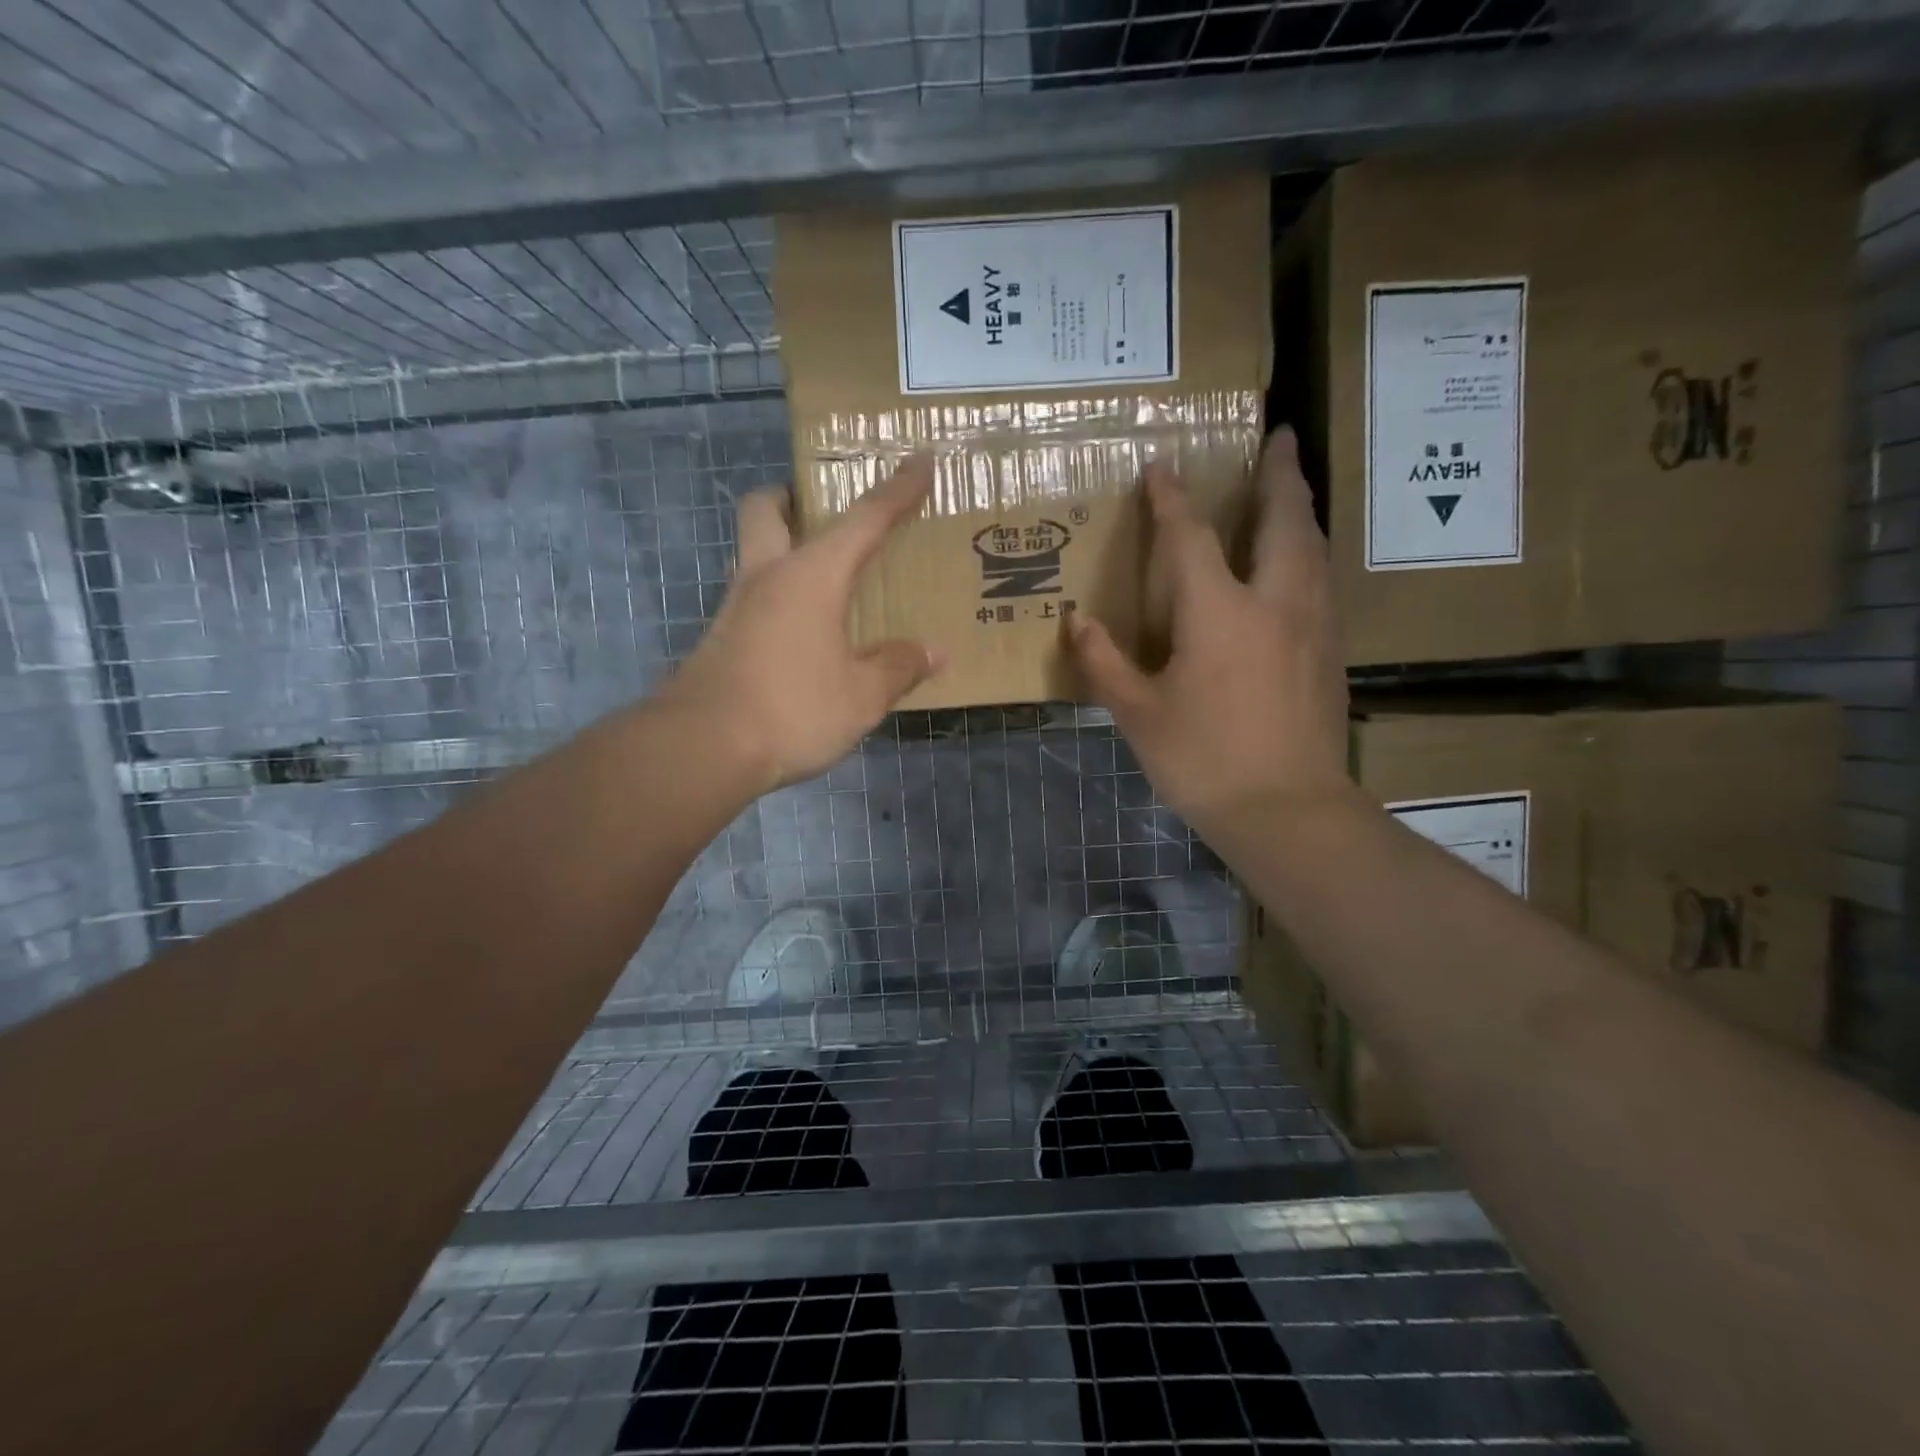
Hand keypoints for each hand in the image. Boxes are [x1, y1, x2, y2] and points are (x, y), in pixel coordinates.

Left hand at [660, 458, 943, 793]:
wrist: (704, 748)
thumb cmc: (793, 708)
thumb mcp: (862, 695)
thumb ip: (899, 667)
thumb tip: (933, 652)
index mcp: (812, 575)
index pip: (864, 519)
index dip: (897, 490)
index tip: (920, 459)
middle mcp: (768, 576)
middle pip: (767, 508)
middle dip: (795, 498)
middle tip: (826, 515)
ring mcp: (737, 607)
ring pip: (755, 553)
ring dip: (785, 549)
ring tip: (827, 582)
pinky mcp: (721, 639)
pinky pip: (754, 598)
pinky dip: (780, 599)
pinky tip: (805, 634)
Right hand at [1069, 429, 1353, 839]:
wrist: (1288, 811)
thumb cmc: (1205, 761)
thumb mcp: (1139, 715)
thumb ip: (1105, 662)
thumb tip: (1076, 622)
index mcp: (1219, 613)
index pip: (1192, 538)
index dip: (1171, 500)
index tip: (1160, 468)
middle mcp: (1275, 602)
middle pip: (1284, 520)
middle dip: (1279, 473)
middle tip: (1280, 436)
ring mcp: (1313, 624)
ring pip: (1314, 546)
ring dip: (1301, 508)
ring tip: (1293, 487)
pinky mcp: (1331, 651)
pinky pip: (1323, 579)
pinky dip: (1311, 551)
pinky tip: (1302, 562)